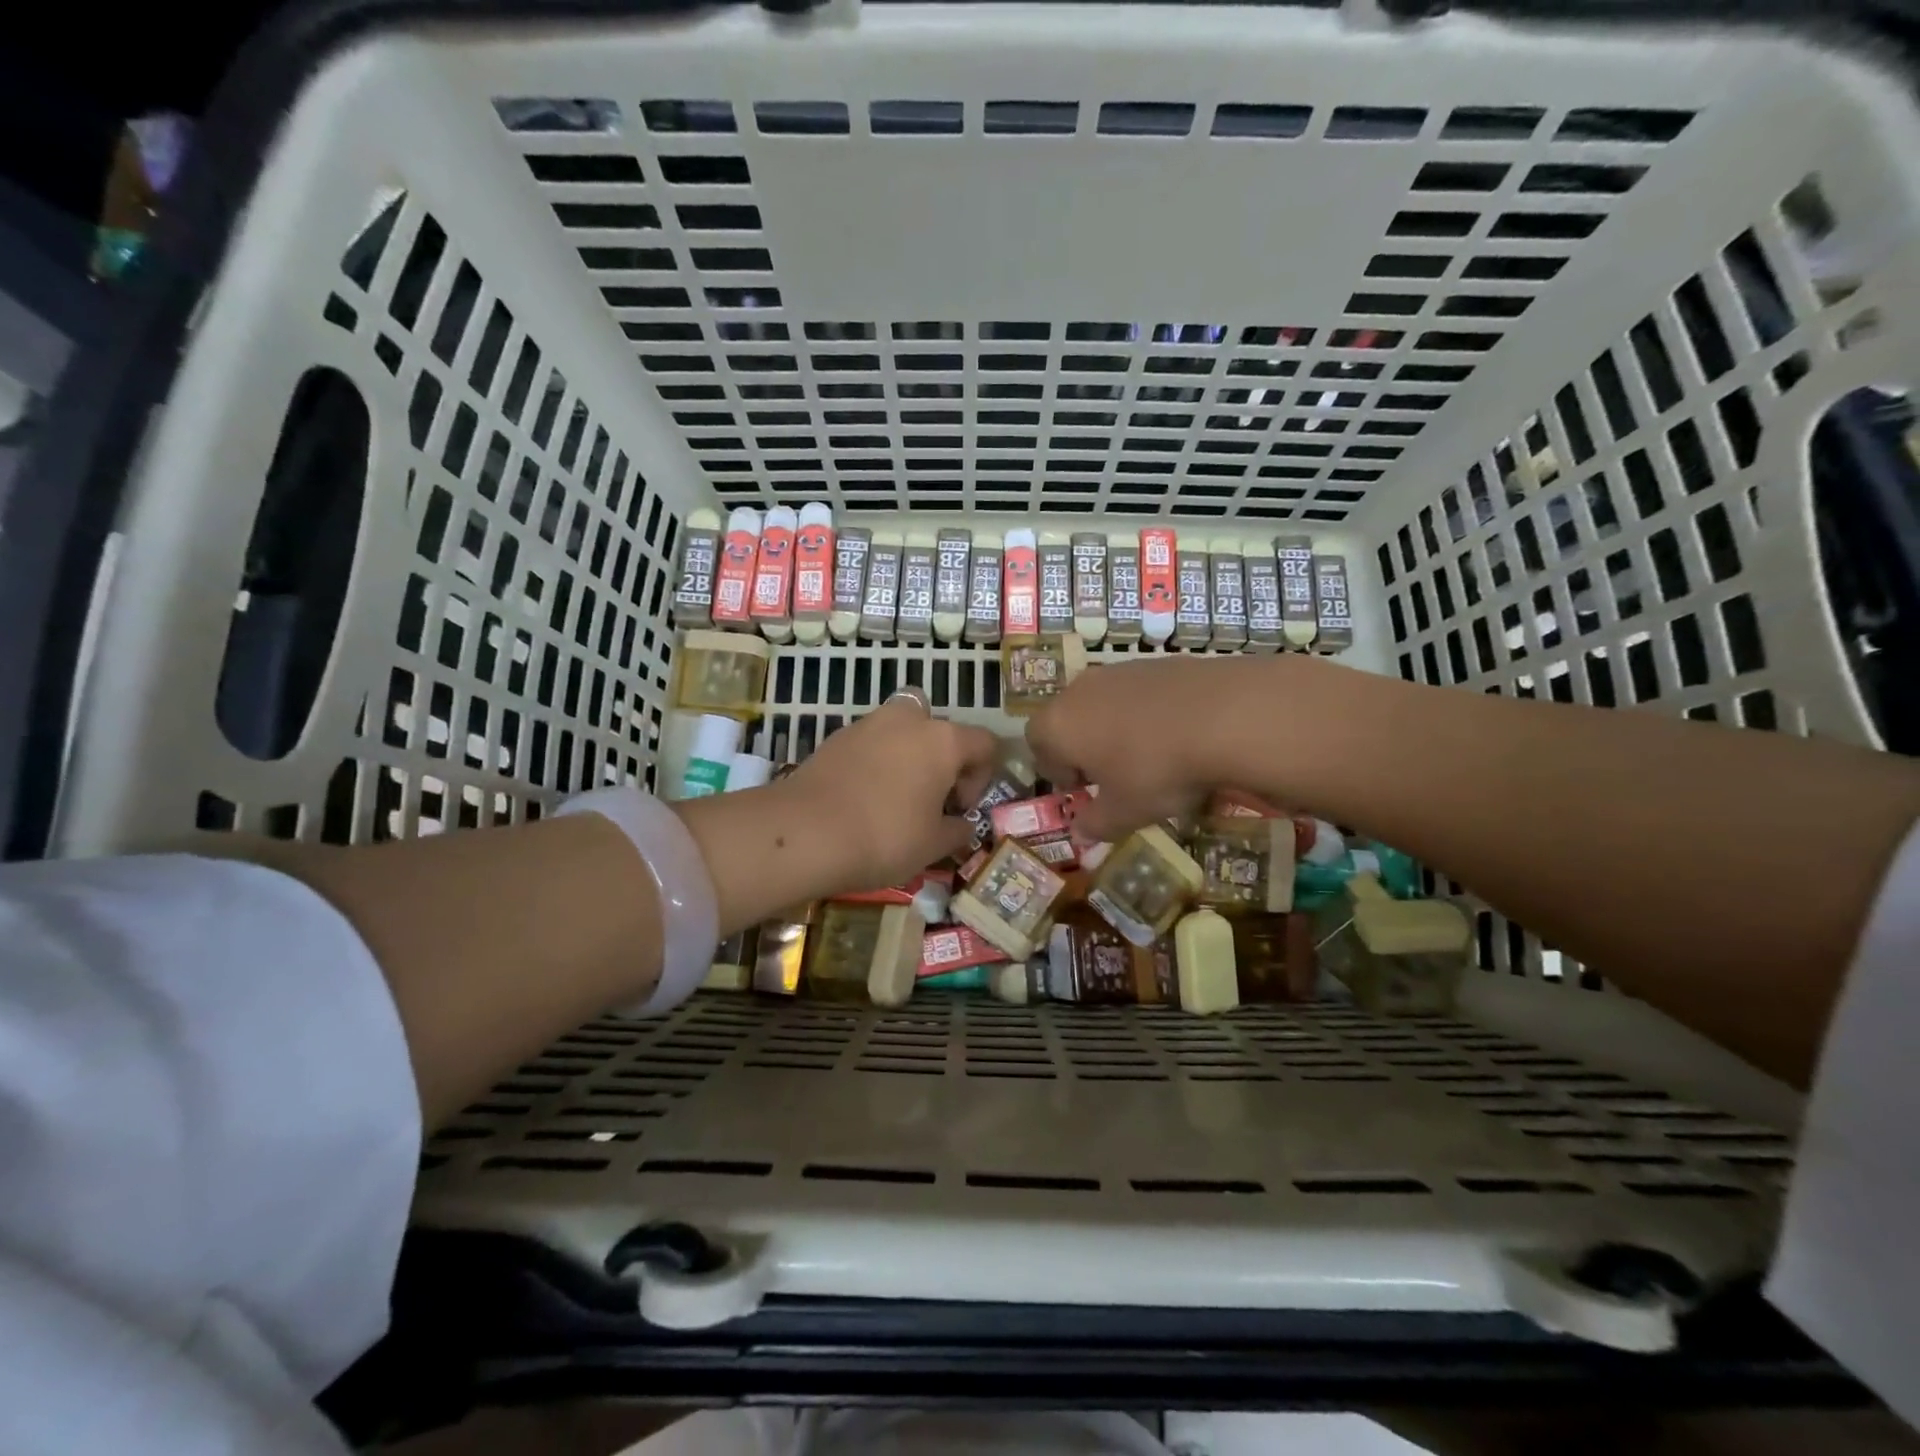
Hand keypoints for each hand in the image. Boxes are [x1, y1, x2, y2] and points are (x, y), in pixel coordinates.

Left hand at [782, 692, 998, 893]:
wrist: (804, 832)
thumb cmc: (885, 837)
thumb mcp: (933, 845)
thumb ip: (957, 831)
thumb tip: (962, 825)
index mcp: (943, 740)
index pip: (984, 744)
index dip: (982, 777)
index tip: (960, 809)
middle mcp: (908, 720)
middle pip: (939, 727)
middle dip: (941, 757)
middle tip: (931, 795)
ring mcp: (868, 724)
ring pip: (901, 731)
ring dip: (906, 757)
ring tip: (895, 799)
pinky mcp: (835, 737)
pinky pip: (870, 744)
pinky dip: (875, 763)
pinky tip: (864, 799)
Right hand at [1025, 656, 1262, 842]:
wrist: (1225, 715)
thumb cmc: (1156, 770)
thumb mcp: (1125, 811)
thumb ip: (1095, 824)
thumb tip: (1078, 834)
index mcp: (1060, 724)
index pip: (1036, 742)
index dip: (1055, 769)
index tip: (1084, 789)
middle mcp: (1081, 690)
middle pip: (1069, 719)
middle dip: (1085, 747)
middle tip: (1114, 775)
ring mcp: (1120, 670)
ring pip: (1105, 703)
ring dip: (1117, 729)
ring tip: (1151, 756)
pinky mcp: (1159, 662)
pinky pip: (1140, 693)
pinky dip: (1149, 713)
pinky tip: (1179, 735)